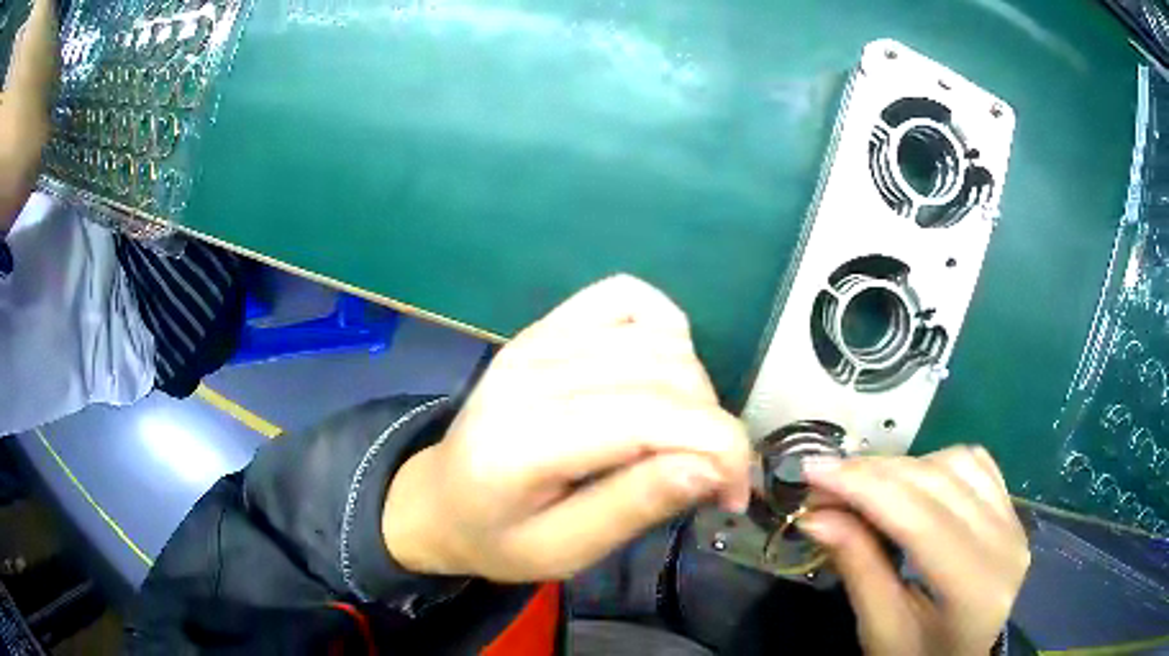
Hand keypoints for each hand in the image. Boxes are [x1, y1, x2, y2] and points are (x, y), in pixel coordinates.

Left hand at [384, 275, 751, 581]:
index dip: (720, 447)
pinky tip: (661, 371)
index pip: (652, 415)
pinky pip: (626, 296)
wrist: (438, 498)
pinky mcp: (545, 325)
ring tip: (683, 437)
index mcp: (527, 440)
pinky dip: (663, 328)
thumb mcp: (564, 552)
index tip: (736, 493)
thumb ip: (634, 506)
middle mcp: (533, 372)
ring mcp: (538, 338)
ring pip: (657, 337)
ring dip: (695, 388)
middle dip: (714, 427)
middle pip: (665, 373)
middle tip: (710, 479)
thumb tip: (714, 466)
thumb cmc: (497, 538)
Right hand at [798, 446, 1029, 655]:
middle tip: (823, 482)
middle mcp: (1006, 543)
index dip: (865, 487)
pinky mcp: (1012, 512)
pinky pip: (976, 465)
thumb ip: (858, 569)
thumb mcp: (880, 629)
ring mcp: (1014, 522)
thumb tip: (816, 516)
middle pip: (938, 483)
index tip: (813, 470)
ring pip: (957, 463)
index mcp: (976, 588)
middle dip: (874, 473)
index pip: (921, 519)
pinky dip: (935, 463)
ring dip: (903, 467)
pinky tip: (909, 482)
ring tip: (862, 487)